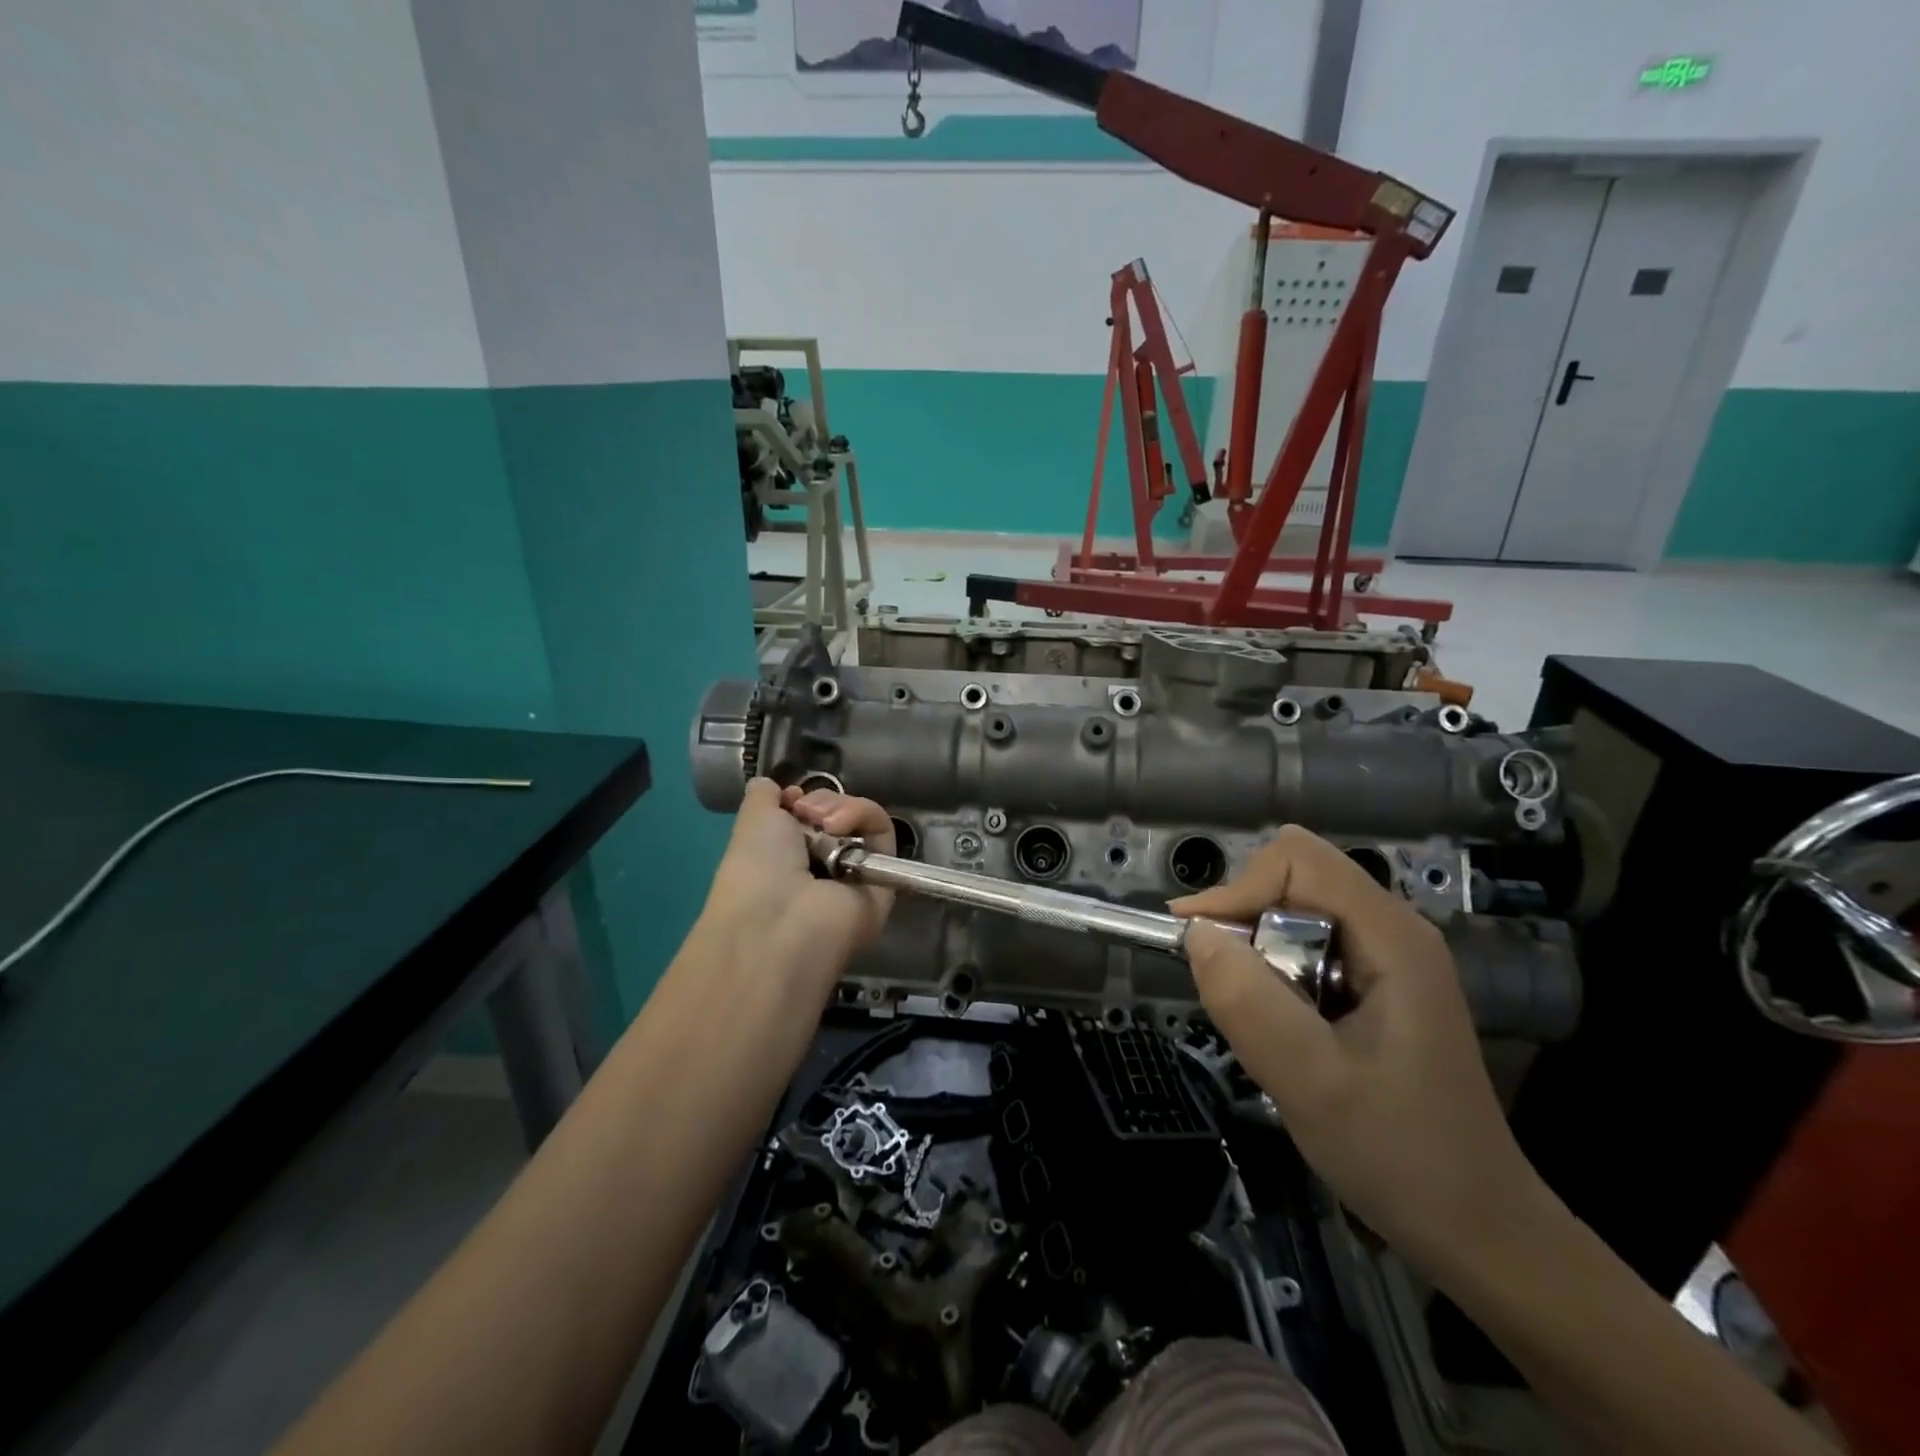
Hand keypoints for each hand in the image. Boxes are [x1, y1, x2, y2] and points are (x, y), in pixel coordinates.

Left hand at [700, 779, 895, 993]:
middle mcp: (822, 868)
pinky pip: (884, 834)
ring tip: (824, 823)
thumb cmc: (755, 872)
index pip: (810, 818)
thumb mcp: (750, 822)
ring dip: (843, 808)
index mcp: (787, 861)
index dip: (803, 799)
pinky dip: (865, 818)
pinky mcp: (883, 880)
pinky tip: (839, 828)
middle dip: (822, 801)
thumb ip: (763, 797)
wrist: (780, 921)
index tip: (790, 799)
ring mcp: (854, 876)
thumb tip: (775, 786)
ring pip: (863, 821)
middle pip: (839, 815)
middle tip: (805, 813)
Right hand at [1171, 827, 1551, 1279]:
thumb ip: (1248, 1001)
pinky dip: (1274, 976)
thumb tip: (1195, 933)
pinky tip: (1283, 1029)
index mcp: (1390, 936)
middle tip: (1232, 993)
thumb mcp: (1310, 1082)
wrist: (1476, 1227)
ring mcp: (1387, 958)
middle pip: (1292, 880)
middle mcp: (1392, 930)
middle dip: (1246, 925)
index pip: (1295, 860)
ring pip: (1292, 914)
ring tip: (1259, 1020)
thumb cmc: (1398, 1153)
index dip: (1240, 890)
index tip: (1202, 948)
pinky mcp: (1377, 985)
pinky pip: (1304, 948)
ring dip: (1257, 955)